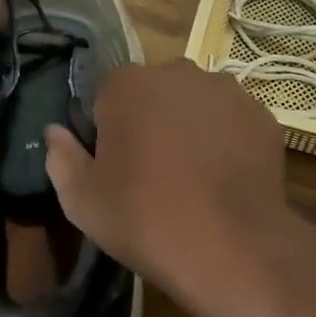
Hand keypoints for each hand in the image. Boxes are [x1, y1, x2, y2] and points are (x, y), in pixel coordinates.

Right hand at [43, 61, 294, 311]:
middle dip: (152, 120)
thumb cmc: (144, 217)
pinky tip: (225, 176)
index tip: (115, 165)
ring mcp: (225, 89)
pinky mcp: (260, 113)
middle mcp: (178, 72)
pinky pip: (233, 120)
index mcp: (128, 84)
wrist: (229, 244)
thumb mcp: (81, 200)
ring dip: (192, 126)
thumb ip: (61, 157)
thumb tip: (55, 132)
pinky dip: (227, 139)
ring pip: (197, 102)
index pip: (108, 96)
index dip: (108, 130)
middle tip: (154, 171)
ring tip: (194, 176)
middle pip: (155, 92)